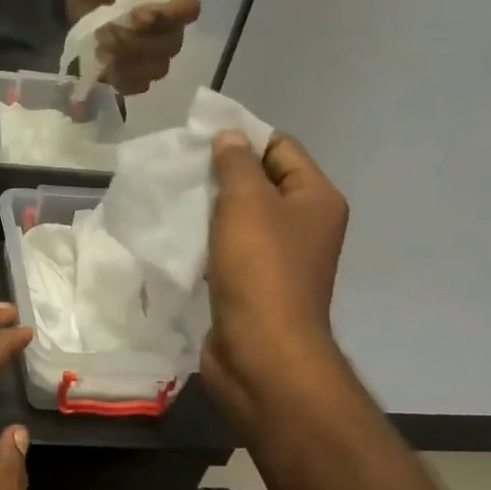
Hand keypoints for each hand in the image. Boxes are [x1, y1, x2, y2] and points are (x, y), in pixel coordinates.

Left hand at [65, 0, 201, 94]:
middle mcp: (171, 24)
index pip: (189, 10)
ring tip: (100, 49)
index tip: (136, 16)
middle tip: (104, 32)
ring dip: (127, 65)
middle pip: (170, 45)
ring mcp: (154, 50)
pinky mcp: (134, 68)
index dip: (167, 18)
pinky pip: (138, 85)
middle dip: (135, 43)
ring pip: (156, 69)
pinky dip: (121, 81)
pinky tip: (104, 69)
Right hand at [201, 130, 350, 431]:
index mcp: (316, 199)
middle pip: (261, 182)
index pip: (281, 147)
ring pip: (242, 217)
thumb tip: (230, 136)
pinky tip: (180, 235)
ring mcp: (281, 258)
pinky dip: (208, 239)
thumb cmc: (260, 269)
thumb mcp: (246, 202)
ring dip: (211, 208)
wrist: (262, 353)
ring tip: (174, 198)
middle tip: (181, 167)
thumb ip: (236, 163)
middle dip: (222, 173)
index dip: (243, 137)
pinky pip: (230, 248)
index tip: (200, 138)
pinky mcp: (255, 284)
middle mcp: (305, 225)